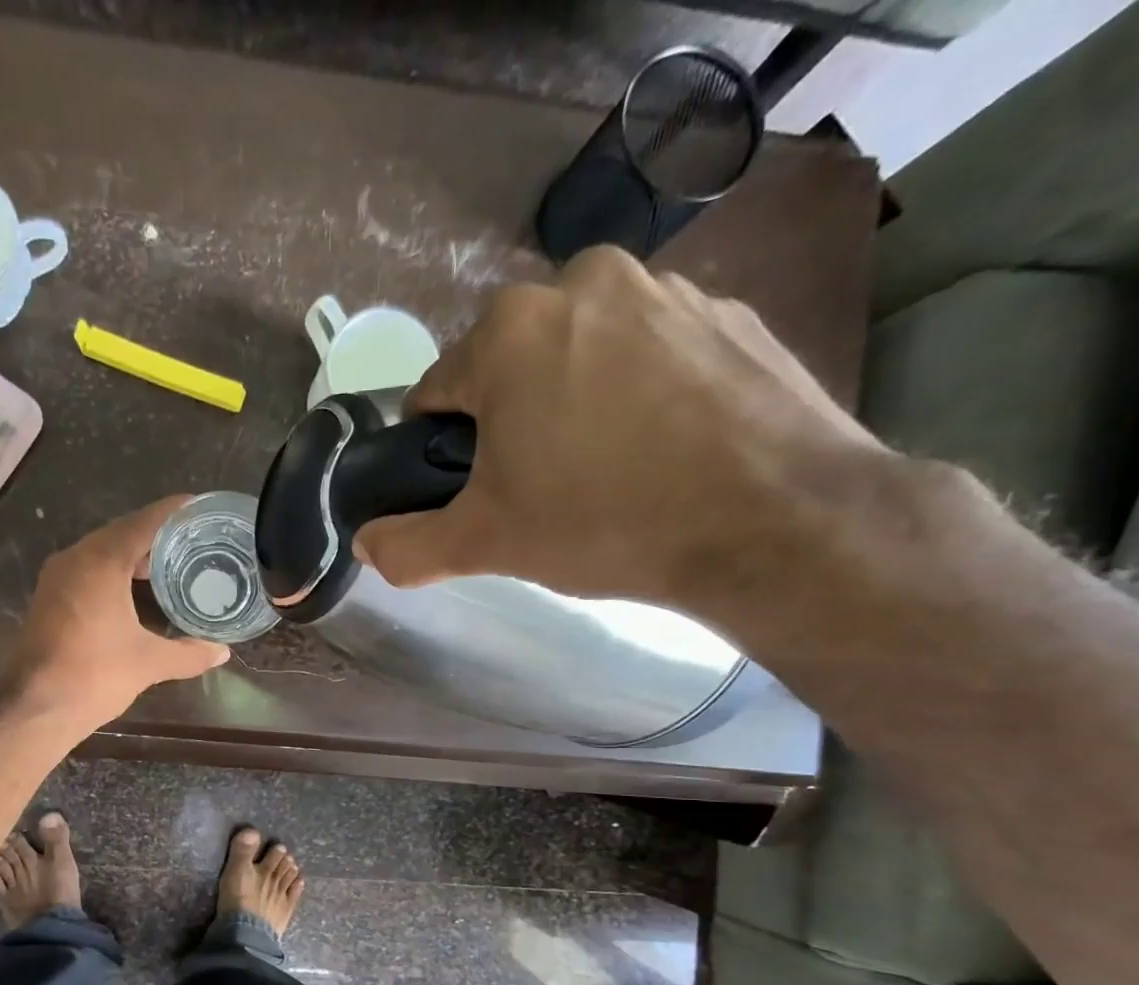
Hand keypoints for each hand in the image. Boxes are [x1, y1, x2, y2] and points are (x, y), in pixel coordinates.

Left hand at [10, 495, 229, 730]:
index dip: (174, 513)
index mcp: (101, 562)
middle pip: (122, 533)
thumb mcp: (150, 663)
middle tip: (194, 541)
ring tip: (171, 565)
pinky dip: (115, 572)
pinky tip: (136, 591)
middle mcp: (75, 559)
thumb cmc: (94, 675)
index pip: (144, 523)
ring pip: (102, 551)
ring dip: (134, 555)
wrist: (35, 707)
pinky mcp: (50, 597)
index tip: (200, 509)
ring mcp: (57, 577)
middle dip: (157, 535)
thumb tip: (222, 651)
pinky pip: (89, 570)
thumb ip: (189, 654)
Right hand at [354, 247, 886, 611]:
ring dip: (573, 402)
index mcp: (508, 332)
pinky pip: (650, 354)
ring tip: (606, 470)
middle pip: (509, 367)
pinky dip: (640, 393)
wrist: (772, 520)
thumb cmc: (604, 521)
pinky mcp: (729, 313)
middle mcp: (582, 284)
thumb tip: (366, 543)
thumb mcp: (486, 544)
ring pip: (581, 354)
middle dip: (508, 422)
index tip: (469, 491)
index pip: (436, 392)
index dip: (438, 450)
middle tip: (539, 487)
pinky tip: (662, 449)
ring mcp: (665, 290)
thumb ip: (408, 545)